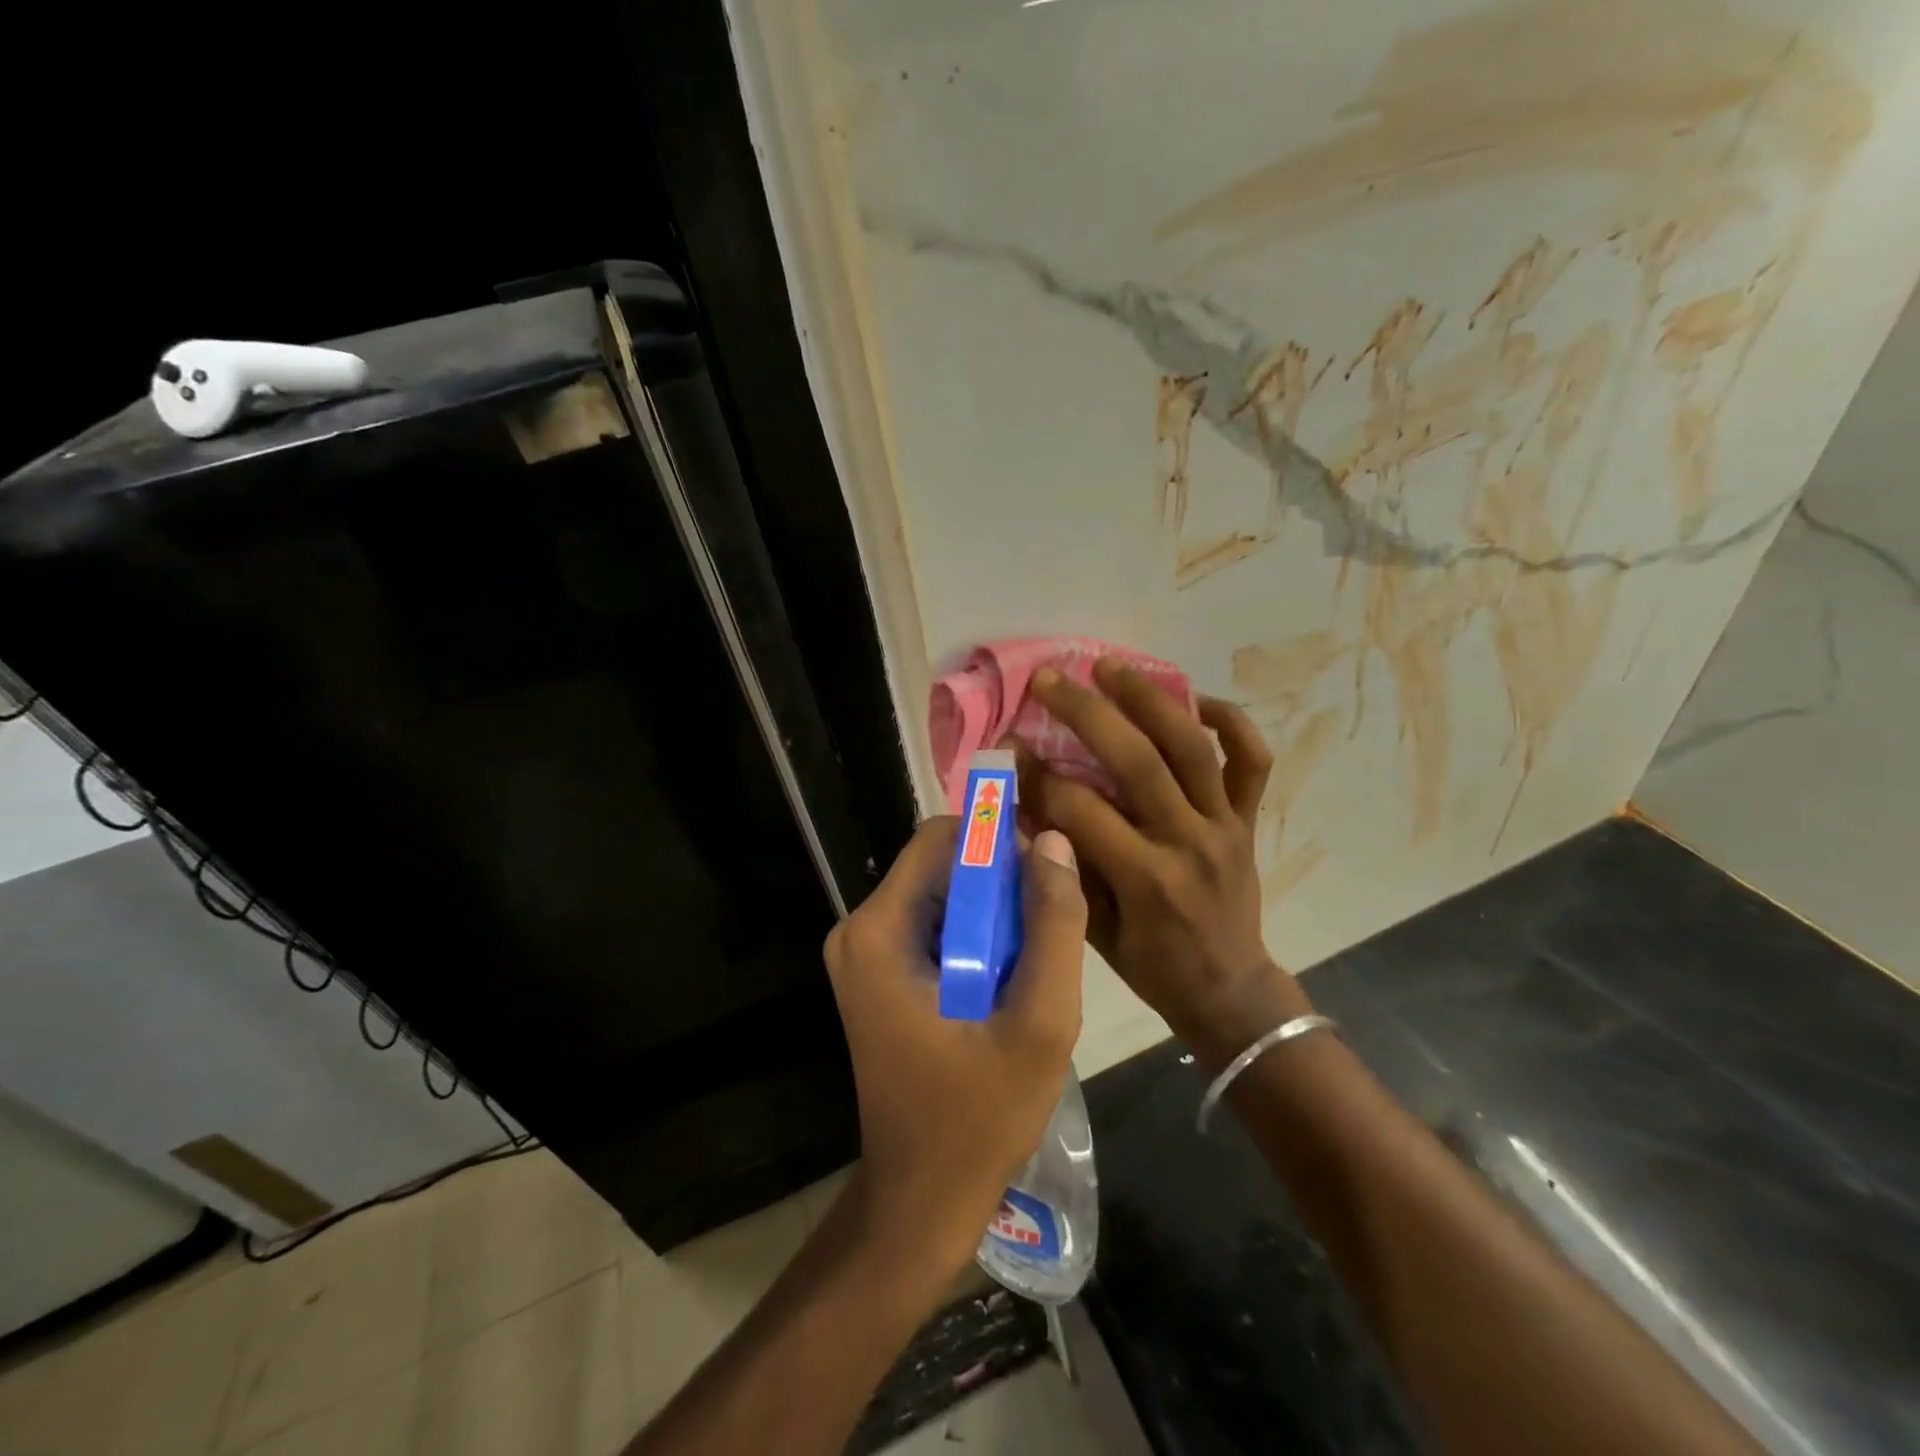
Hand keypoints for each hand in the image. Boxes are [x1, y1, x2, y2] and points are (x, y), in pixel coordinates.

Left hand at [823, 817, 1086, 1264]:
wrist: (922, 1200)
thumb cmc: (979, 1118)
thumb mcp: (1038, 1022)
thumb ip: (1053, 926)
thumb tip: (1054, 842)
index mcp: (879, 931)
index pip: (941, 837)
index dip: (998, 841)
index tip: (1046, 874)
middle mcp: (860, 930)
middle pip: (941, 865)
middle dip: (1000, 885)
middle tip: (1048, 930)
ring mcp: (864, 955)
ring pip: (944, 895)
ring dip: (994, 916)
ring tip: (1032, 965)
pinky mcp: (878, 976)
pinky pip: (936, 926)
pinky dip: (977, 939)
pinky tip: (1008, 983)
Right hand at [1022, 658, 1312, 1064]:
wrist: (1229, 989)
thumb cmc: (1152, 966)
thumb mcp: (1094, 930)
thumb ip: (1062, 867)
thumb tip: (1026, 805)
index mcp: (1147, 880)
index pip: (1082, 810)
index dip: (1039, 776)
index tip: (1010, 748)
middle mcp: (1189, 842)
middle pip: (1138, 761)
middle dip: (1087, 713)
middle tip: (1049, 679)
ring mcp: (1225, 824)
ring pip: (1192, 746)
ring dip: (1149, 698)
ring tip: (1110, 666)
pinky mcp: (1248, 819)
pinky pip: (1252, 760)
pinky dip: (1232, 721)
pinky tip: (1196, 699)